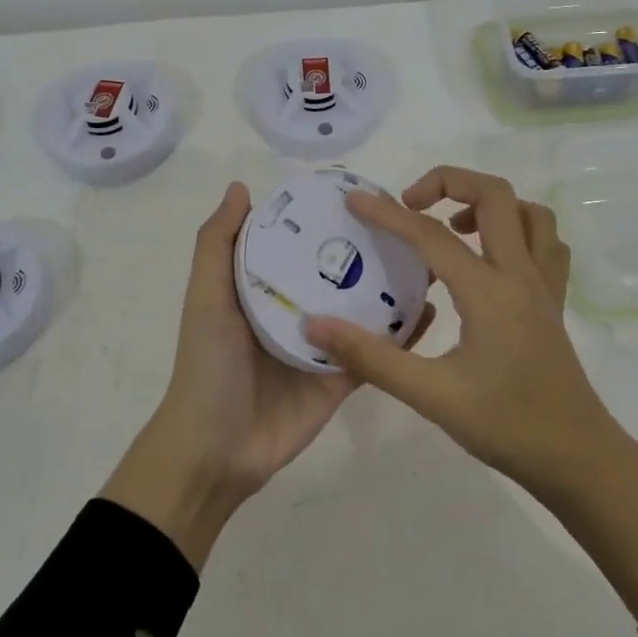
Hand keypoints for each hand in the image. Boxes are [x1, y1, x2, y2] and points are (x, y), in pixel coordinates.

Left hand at [102, 181, 433, 568]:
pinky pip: (377, 352)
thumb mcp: (206, 297)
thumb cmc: (208, 365)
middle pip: (339, 272)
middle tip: (409, 221)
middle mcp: (298, 309)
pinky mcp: (343, 378)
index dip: (325, 217)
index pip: (300, 242)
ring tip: (430, 258)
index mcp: (265, 286)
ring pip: (365, 308)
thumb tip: (240, 186)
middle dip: (370, 248)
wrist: (216, 450)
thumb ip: (217, 245)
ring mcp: (324, 344)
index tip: (362, 191)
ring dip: (394, 287)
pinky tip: (431, 309)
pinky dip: (403, 335)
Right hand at [307, 166, 637, 615]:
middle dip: (449, 182)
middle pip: (495, 195)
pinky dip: (518, 230)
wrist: (579, 460)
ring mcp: (544, 287)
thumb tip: (317, 326)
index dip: (388, 213)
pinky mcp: (554, 303)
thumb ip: (372, 358)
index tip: (355, 199)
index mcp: (489, 291)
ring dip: (488, 205)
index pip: (430, 235)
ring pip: (529, 213)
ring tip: (451, 228)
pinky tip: (491, 258)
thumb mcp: (432, 396)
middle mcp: (521, 275)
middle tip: (411, 206)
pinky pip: (545, 244)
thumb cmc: (507, 426)